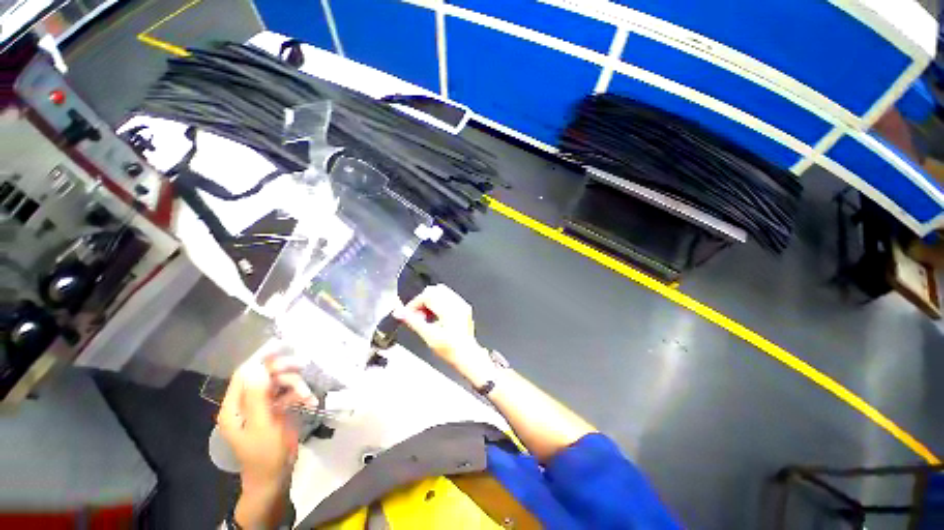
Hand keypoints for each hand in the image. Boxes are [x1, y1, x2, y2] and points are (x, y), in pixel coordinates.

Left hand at [218, 354, 317, 492]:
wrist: (275, 476)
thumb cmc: (264, 454)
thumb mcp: (261, 426)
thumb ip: (258, 397)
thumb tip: (257, 367)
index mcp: (235, 406)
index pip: (245, 374)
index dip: (263, 360)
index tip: (285, 350)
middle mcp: (247, 402)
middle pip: (266, 376)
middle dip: (285, 372)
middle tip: (303, 368)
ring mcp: (264, 405)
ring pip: (281, 383)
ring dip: (297, 386)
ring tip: (308, 396)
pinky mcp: (277, 409)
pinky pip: (290, 394)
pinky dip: (301, 395)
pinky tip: (310, 402)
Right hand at [394, 285, 487, 372]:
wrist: (467, 355)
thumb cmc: (450, 349)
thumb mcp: (428, 336)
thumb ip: (413, 321)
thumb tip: (399, 312)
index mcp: (449, 309)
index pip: (427, 295)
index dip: (414, 303)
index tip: (408, 313)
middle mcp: (457, 303)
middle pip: (434, 290)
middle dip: (422, 300)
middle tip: (417, 315)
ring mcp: (461, 304)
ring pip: (442, 291)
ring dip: (430, 301)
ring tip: (426, 316)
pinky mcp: (463, 307)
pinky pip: (449, 297)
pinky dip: (439, 302)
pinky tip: (435, 316)